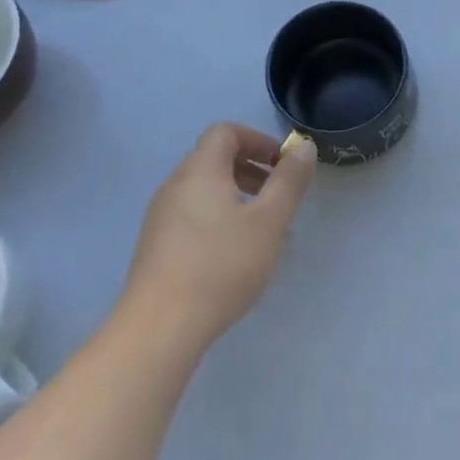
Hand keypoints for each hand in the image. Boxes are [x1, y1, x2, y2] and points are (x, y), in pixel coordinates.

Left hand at [120, 123, 316, 351]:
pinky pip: (192, 214)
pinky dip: (218, 217)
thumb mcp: (269, 221)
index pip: (225, 132)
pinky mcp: (155, 246)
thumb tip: (303, 146)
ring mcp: (160, 217)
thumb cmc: (221, 266)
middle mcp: (175, 185)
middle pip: (213, 159)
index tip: (281, 164)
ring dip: (236, 195)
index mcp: (200, 171)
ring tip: (262, 229)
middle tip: (277, 195)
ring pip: (203, 189)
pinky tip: (234, 255)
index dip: (257, 140)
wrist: (159, 327)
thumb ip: (289, 181)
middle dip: (250, 168)